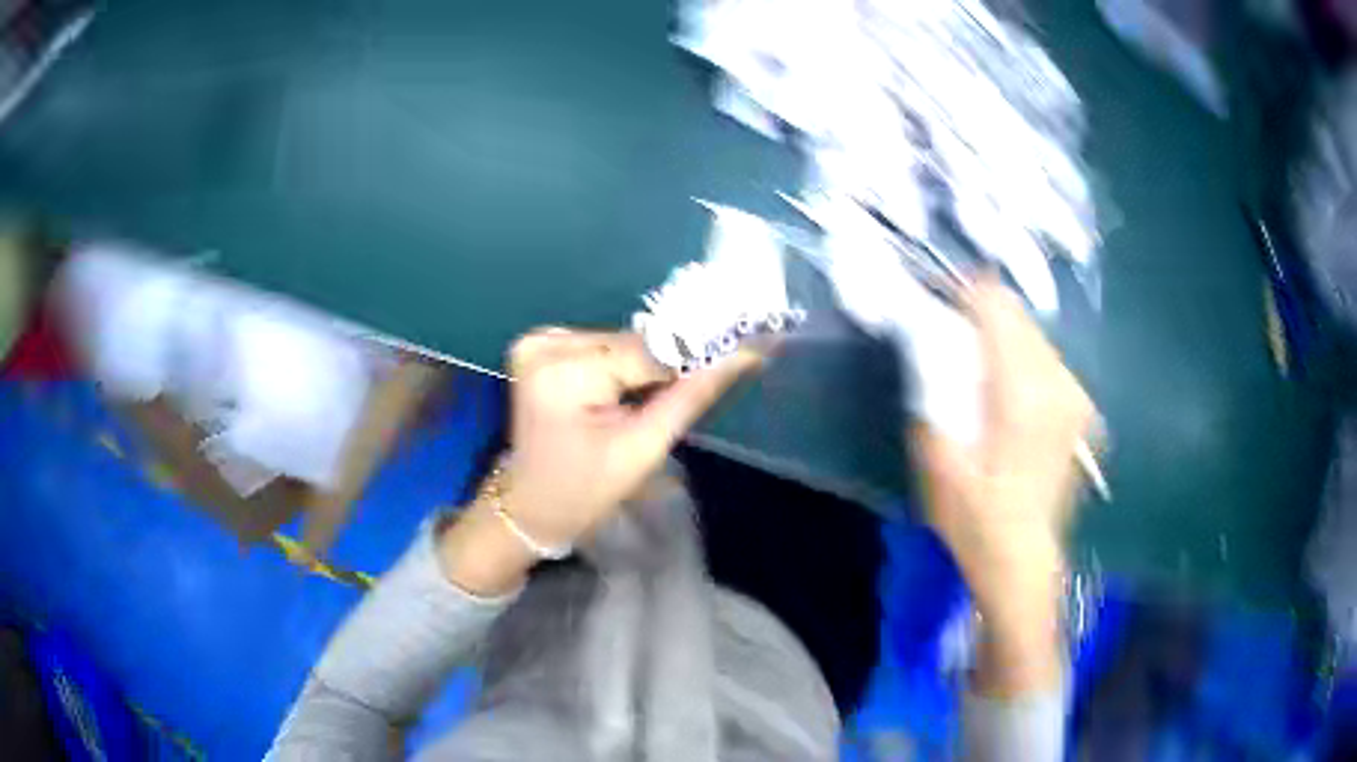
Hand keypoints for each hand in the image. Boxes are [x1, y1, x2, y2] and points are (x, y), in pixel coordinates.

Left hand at [440, 329, 761, 594]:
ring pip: (618, 341)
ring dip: (640, 365)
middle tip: (692, 387)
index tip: (740, 352)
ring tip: (646, 401)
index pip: (647, 351)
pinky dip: (617, 365)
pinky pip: (598, 345)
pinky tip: (620, 392)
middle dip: (663, 366)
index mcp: (563, 373)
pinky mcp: (537, 346)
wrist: (530, 506)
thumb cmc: (586, 490)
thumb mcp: (643, 448)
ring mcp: (536, 342)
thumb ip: (691, 395)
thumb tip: (745, 353)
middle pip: (631, 343)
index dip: (693, 356)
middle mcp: (544, 344)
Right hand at [912, 278, 1094, 695]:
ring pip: (1033, 333)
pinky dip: (1021, 359)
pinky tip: (1005, 394)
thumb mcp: (936, 458)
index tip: (936, 304)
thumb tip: (924, 332)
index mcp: (1022, 392)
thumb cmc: (974, 520)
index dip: (962, 293)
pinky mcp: (1081, 407)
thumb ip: (931, 386)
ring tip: (976, 371)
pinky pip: (1047, 359)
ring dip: (1001, 338)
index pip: (995, 304)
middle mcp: (1058, 382)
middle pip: (1016, 313)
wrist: (1024, 562)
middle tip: (950, 342)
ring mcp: (1076, 394)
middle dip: (980, 315)